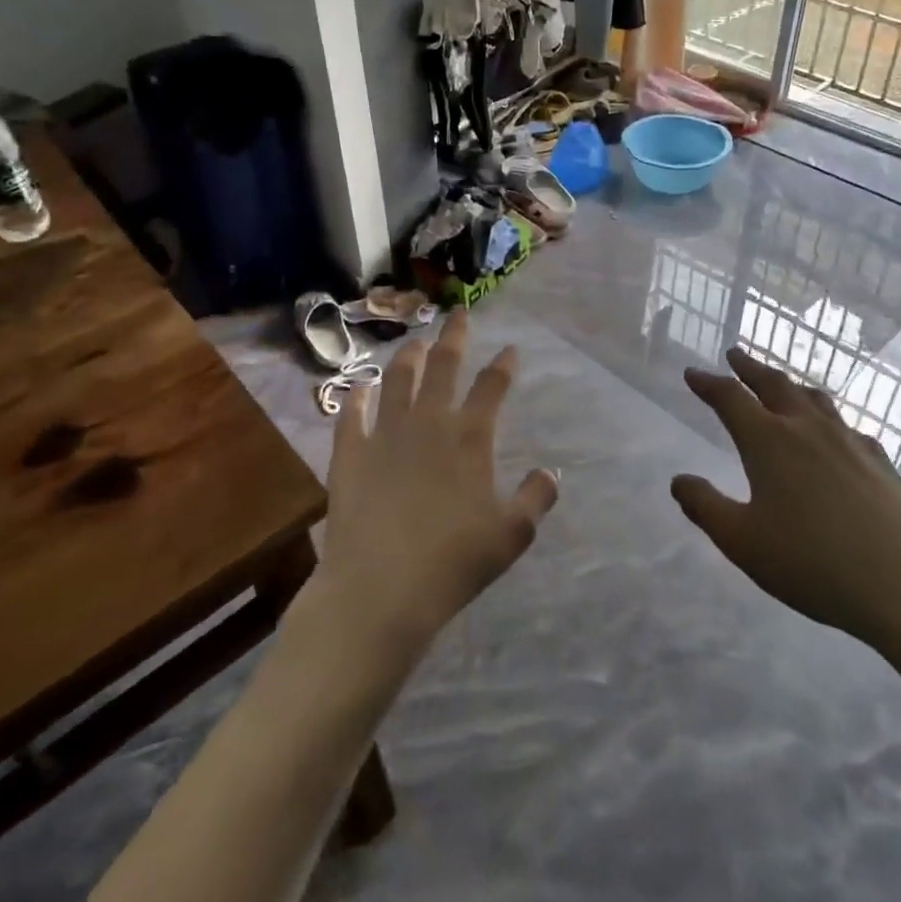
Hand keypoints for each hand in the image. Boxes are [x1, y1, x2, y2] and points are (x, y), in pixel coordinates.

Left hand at [314, 310, 557, 659]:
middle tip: (458, 313)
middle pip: (443, 365)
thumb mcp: (512, 535)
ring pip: (397, 379)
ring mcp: (385, 432)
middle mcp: (428, 421)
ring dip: (407, 356)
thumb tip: (551, 472)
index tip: (511, 349)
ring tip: (414, 341)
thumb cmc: (454, 562)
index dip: (504, 364)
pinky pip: (352, 412)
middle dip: (454, 335)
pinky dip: (357, 395)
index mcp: (469, 436)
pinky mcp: (350, 451)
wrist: (381, 588)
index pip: (493, 386)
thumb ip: (536, 499)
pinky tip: (360, 386)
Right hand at [674, 349, 900, 653]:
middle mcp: (807, 429)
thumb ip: (705, 506)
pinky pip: (846, 425)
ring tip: (780, 384)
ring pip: (814, 398)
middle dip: (750, 368)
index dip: (708, 383)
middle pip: (774, 384)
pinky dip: (826, 417)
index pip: (730, 398)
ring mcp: (849, 442)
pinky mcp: (881, 463)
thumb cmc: (813, 563)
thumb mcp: (742, 542)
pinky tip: (833, 433)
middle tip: (735, 356)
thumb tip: (679, 480)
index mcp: (769, 441)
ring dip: (789, 385)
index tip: (692, 373)